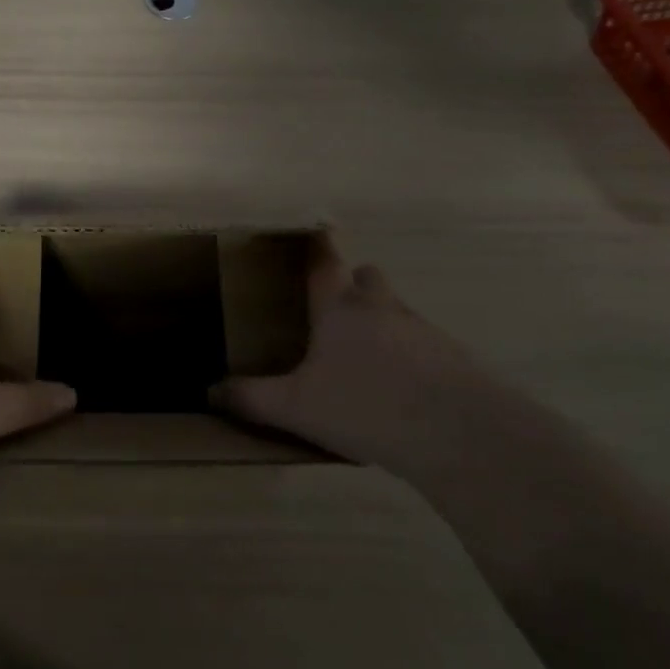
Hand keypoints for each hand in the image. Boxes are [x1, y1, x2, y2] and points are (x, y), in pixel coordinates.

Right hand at [213, 234, 493, 477]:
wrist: (459, 434)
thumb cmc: (365, 407)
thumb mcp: (297, 408)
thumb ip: (252, 398)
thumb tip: (209, 392)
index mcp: (339, 309)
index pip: (323, 264)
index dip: (315, 248)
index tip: (313, 234)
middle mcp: (381, 308)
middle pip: (368, 278)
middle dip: (354, 285)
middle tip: (337, 312)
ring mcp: (423, 331)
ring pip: (397, 311)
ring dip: (383, 323)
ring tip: (367, 362)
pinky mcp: (455, 359)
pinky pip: (426, 346)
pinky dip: (412, 358)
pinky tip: (404, 395)